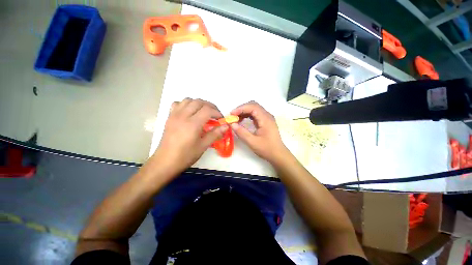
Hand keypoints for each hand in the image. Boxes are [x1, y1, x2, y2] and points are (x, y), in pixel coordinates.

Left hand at [153, 98, 227, 174]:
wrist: (166, 162)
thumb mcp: (203, 146)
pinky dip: (186, 104)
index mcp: (193, 124)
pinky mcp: (169, 117)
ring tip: (204, 112)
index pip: (208, 110)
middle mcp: (183, 116)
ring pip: (188, 100)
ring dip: (199, 103)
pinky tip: (189, 112)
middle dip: (210, 106)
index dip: (217, 112)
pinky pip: (178, 104)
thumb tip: (226, 126)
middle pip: (199, 102)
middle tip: (215, 114)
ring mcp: (175, 115)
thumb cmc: (186, 155)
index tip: (221, 119)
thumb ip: (215, 134)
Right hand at [230, 101, 287, 163]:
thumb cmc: (266, 149)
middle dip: (242, 109)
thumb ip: (241, 132)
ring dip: (244, 112)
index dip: (241, 108)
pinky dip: (247, 115)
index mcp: (265, 119)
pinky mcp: (265, 121)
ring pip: (254, 109)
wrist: (278, 154)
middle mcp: (267, 115)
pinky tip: (242, 120)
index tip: (232, 114)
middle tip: (232, 116)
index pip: (252, 107)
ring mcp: (267, 118)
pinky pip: (255, 114)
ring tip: (236, 119)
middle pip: (253, 105)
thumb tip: (232, 124)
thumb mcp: (252, 142)